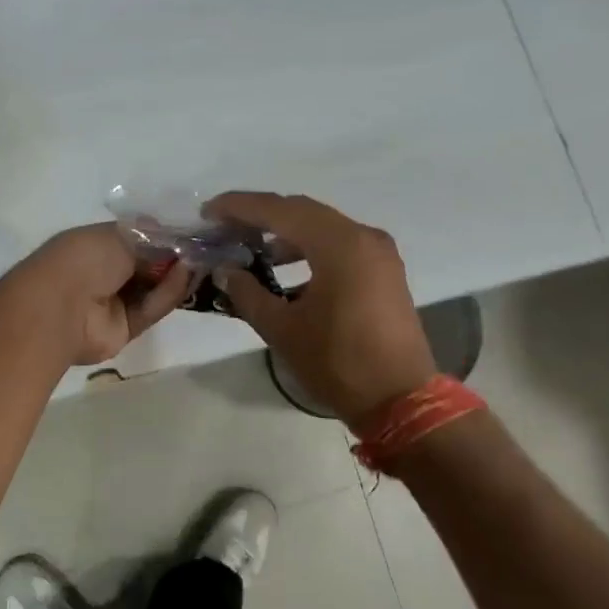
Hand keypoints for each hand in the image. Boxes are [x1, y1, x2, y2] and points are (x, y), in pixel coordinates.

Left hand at [10, 224, 192, 365]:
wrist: (61, 306)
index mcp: (97, 246)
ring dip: (174, 276)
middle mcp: (105, 273)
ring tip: (197, 261)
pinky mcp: (125, 329)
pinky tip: (184, 277)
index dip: (163, 237)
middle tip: (201, 250)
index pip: (137, 240)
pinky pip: (151, 310)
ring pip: (153, 289)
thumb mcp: (122, 236)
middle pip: (148, 266)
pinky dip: (167, 295)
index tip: (190, 233)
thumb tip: (174, 237)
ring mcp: (114, 303)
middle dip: (173, 259)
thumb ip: (152, 238)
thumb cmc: (85, 259)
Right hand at [206, 192, 435, 426]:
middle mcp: (363, 237)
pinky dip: (309, 248)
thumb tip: (227, 271)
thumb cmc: (338, 363)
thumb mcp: (282, 329)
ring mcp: (378, 253)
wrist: (400, 400)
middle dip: (260, 215)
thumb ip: (248, 293)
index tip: (208, 212)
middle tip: (224, 225)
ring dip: (285, 232)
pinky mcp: (384, 271)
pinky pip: (339, 245)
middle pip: (302, 212)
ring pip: (322, 227)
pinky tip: (284, 267)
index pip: (280, 210)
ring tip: (250, 247)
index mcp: (339, 245)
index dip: (240, 207)